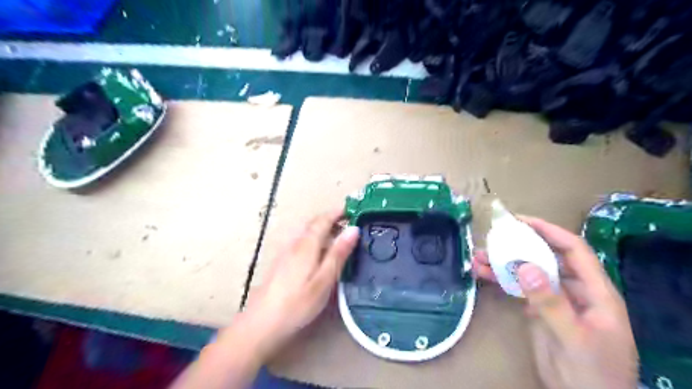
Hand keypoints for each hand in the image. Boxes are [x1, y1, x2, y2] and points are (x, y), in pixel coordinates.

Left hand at [235, 210, 358, 361]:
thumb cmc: (297, 304)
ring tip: (341, 238)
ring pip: (308, 233)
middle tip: (352, 223)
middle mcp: (295, 243)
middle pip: (315, 224)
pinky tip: (322, 255)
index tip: (355, 208)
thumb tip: (354, 229)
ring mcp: (286, 252)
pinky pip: (303, 243)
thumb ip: (338, 253)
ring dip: (325, 230)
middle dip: (333, 219)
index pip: (324, 219)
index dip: (339, 212)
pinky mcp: (282, 262)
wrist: (261, 323)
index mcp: (307, 244)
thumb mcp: (324, 280)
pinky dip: (317, 240)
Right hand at [476, 217, 636, 388]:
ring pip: (529, 272)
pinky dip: (502, 280)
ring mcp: (556, 300)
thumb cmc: (592, 373)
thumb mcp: (574, 338)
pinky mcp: (540, 311)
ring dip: (504, 263)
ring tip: (478, 257)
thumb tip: (525, 266)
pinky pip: (519, 288)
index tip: (521, 221)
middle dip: (519, 245)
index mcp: (595, 292)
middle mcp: (575, 290)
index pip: (574, 251)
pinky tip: (484, 274)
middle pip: (547, 258)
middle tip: (493, 237)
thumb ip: (551, 303)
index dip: (549, 231)